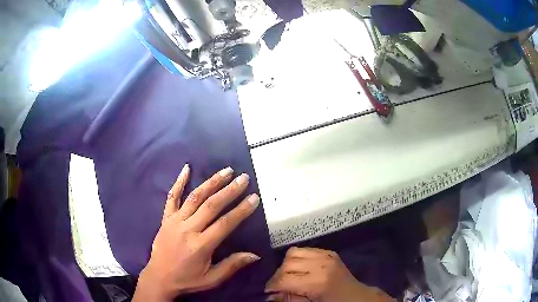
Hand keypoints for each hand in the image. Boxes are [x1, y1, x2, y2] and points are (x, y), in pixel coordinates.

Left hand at [133, 164, 260, 301]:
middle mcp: (187, 229)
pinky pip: (172, 197)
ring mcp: (174, 221)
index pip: (225, 224)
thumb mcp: (212, 279)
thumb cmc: (187, 279)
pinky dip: (179, 182)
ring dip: (211, 182)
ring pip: (195, 197)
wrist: (159, 277)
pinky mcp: (166, 218)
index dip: (241, 210)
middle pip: (211, 205)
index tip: (254, 197)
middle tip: (243, 178)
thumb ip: (232, 266)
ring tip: (226, 171)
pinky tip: (186, 168)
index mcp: (200, 246)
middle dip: (229, 190)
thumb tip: (255, 255)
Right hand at [265, 247, 394, 301]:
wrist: (356, 296)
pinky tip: (300, 269)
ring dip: (286, 264)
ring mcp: (326, 255)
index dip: (272, 285)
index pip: (284, 279)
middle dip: (278, 275)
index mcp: (317, 283)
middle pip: (287, 263)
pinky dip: (297, 258)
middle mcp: (321, 265)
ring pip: (293, 253)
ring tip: (289, 276)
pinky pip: (305, 249)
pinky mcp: (329, 252)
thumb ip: (289, 299)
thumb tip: (270, 295)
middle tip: (278, 285)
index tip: (268, 291)